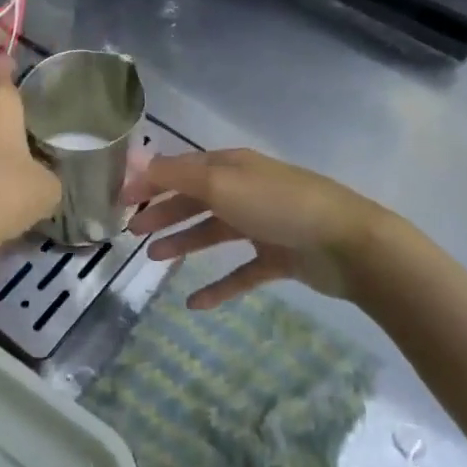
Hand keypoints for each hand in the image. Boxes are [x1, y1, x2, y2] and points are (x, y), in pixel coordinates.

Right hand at [124, 148, 384, 308]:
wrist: (348, 243)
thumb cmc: (278, 206)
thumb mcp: (221, 183)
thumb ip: (177, 176)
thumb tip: (137, 164)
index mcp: (232, 166)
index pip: (182, 169)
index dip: (149, 181)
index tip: (119, 199)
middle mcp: (245, 190)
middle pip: (195, 199)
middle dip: (163, 212)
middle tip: (132, 231)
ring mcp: (263, 224)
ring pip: (214, 232)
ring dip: (184, 242)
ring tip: (155, 258)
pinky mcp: (279, 257)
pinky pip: (241, 271)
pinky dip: (218, 285)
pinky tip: (195, 302)